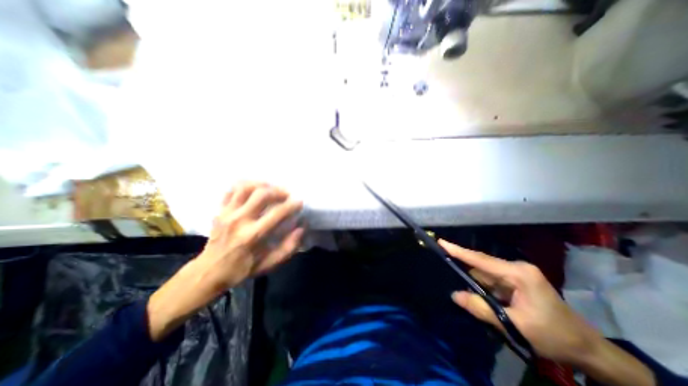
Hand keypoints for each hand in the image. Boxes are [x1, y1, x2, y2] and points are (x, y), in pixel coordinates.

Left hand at [191, 182, 300, 294]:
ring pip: (245, 187)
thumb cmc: (243, 268)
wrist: (210, 272)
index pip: (277, 213)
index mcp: (253, 235)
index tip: (299, 202)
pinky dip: (246, 186)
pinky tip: (255, 189)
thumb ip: (289, 247)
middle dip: (279, 191)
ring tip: (272, 189)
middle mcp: (239, 220)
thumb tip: (301, 227)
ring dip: (262, 185)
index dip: (292, 205)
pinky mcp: (220, 210)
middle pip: (261, 194)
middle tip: (287, 195)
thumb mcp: (270, 263)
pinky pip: (232, 190)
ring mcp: (227, 213)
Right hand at [438, 240, 599, 366]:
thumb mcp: (516, 325)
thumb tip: (454, 295)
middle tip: (445, 269)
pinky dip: (482, 288)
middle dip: (464, 269)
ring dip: (474, 283)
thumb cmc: (554, 336)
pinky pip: (491, 281)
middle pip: (481, 266)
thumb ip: (482, 309)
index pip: (481, 260)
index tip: (441, 242)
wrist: (587, 349)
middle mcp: (516, 268)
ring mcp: (516, 274)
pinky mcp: (515, 281)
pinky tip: (479, 296)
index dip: (459, 251)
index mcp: (519, 274)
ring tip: (463, 290)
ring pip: (485, 274)